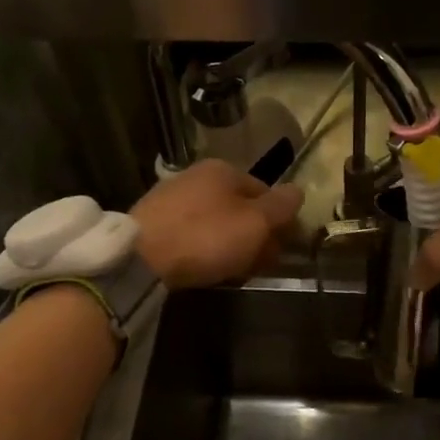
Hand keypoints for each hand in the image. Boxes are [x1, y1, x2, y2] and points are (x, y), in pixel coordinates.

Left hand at [132, 160, 304, 290]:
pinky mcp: (152, 221)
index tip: (284, 248)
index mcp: (224, 169)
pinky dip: (204, 248)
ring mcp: (171, 197)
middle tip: (262, 263)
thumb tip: (298, 191)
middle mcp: (196, 175)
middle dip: (255, 234)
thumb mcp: (255, 223)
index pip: (265, 191)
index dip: (280, 220)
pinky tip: (205, 266)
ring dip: (231, 243)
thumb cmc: (207, 236)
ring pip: (215, 221)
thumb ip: (281, 207)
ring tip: (235, 270)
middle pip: (239, 206)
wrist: (141, 258)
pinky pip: (191, 233)